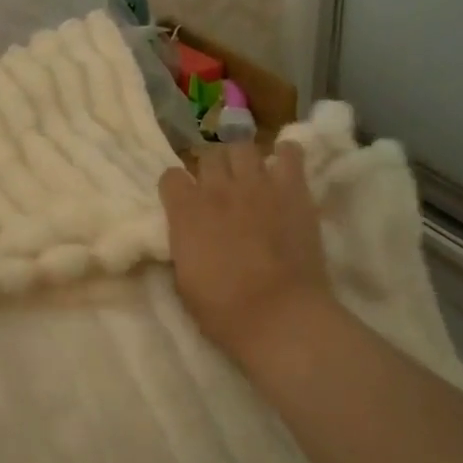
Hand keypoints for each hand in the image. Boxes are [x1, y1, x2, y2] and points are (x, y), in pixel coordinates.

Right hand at [159, 142, 331, 363]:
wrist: (277, 315)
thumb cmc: (222, 309)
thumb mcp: (183, 279)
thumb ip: (183, 245)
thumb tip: (187, 235)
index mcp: (185, 211)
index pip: (170, 176)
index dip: (177, 188)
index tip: (184, 201)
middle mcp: (217, 188)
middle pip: (208, 155)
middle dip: (211, 170)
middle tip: (220, 189)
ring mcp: (257, 184)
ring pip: (243, 147)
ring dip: (243, 160)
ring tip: (251, 177)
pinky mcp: (293, 189)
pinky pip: (290, 153)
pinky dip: (286, 156)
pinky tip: (284, 168)